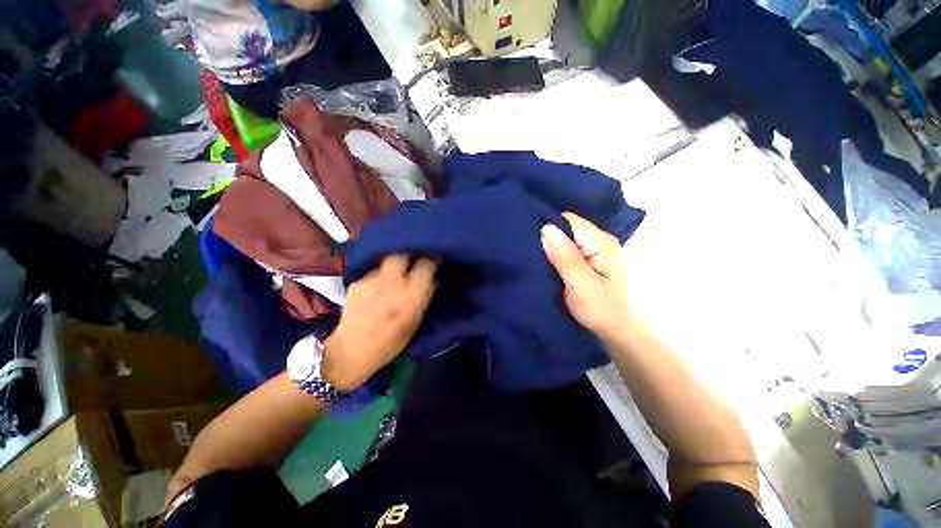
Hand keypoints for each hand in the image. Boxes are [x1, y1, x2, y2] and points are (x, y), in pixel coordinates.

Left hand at [324, 255, 436, 390]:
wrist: (351, 352)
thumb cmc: (390, 342)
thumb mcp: (415, 322)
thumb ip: (424, 297)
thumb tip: (431, 279)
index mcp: (410, 297)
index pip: (425, 265)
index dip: (430, 261)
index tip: (432, 263)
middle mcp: (392, 284)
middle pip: (402, 255)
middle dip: (408, 257)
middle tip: (412, 264)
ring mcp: (372, 282)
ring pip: (387, 263)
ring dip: (393, 268)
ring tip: (392, 280)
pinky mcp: (357, 283)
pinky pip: (373, 273)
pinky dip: (378, 278)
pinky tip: (376, 290)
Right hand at [541, 212, 632, 340]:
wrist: (611, 328)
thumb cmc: (598, 310)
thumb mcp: (580, 286)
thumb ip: (565, 258)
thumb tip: (546, 229)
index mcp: (602, 243)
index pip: (569, 221)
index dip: (549, 229)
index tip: (534, 243)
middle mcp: (600, 239)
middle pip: (567, 226)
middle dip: (549, 237)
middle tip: (534, 253)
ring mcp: (595, 247)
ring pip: (566, 235)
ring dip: (552, 245)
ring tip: (539, 257)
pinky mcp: (589, 255)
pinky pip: (568, 245)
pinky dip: (556, 251)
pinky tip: (549, 261)